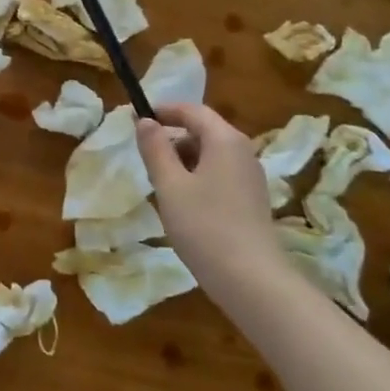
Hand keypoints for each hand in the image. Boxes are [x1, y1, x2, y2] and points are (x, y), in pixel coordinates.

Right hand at [136, 104, 281, 278]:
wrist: (250, 279)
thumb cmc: (204, 225)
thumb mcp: (169, 185)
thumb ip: (155, 149)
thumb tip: (145, 121)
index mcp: (225, 140)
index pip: (193, 111)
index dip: (165, 110)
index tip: (137, 118)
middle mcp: (243, 152)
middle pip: (204, 131)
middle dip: (173, 139)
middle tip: (145, 158)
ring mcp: (250, 177)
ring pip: (211, 155)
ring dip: (183, 161)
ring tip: (159, 184)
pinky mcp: (251, 200)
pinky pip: (220, 175)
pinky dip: (197, 178)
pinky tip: (182, 204)